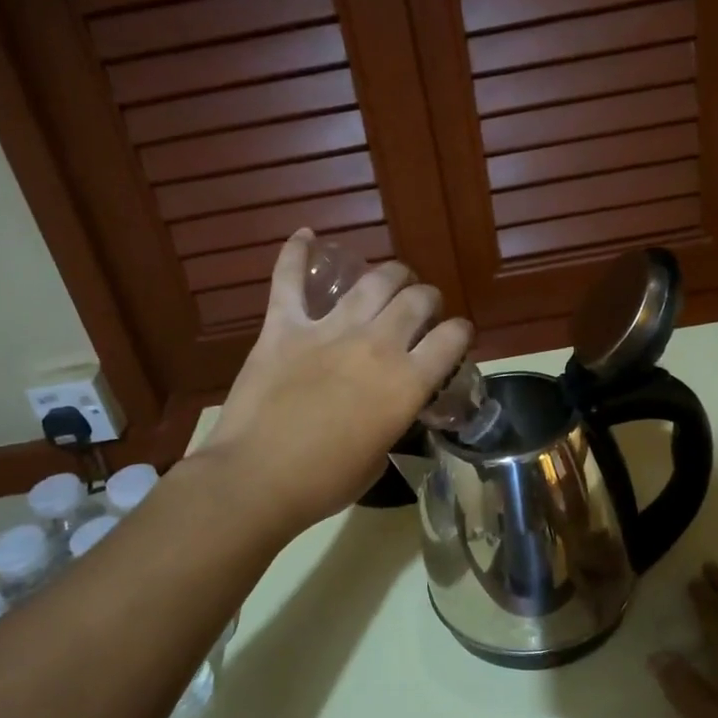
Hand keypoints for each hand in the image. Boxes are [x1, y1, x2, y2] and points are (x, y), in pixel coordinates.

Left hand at [192, 230, 472, 532]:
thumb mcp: (379, 456)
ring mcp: (328, 330)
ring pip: (371, 281)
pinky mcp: (284, 327)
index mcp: (406, 382)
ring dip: (389, 275)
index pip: (452, 338)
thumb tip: (391, 405)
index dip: (460, 332)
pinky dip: (296, 255)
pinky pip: (289, 280)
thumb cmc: (324, 482)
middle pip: (416, 300)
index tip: (457, 335)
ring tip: (391, 277)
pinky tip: (305, 235)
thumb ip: (393, 419)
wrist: (257, 479)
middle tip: (421, 308)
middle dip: (427, 299)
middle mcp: (376, 345)